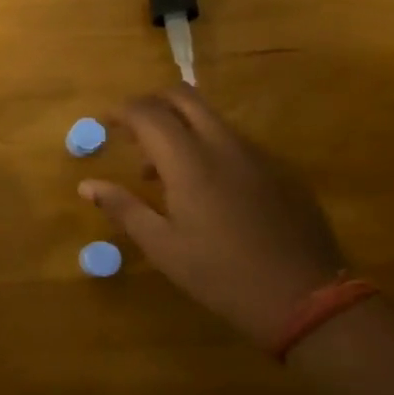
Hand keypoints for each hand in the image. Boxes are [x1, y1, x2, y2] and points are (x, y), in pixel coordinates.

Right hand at [79, 85, 345, 348]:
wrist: (305, 297)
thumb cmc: (221, 275)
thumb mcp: (163, 247)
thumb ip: (123, 208)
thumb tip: (87, 185)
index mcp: (191, 162)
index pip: (149, 113)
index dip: (121, 111)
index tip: (103, 123)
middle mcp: (224, 145)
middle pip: (184, 97)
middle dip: (151, 104)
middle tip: (131, 132)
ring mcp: (257, 154)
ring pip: (211, 118)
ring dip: (179, 127)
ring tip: (161, 171)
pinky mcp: (279, 170)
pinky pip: (234, 142)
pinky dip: (207, 146)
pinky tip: (204, 189)